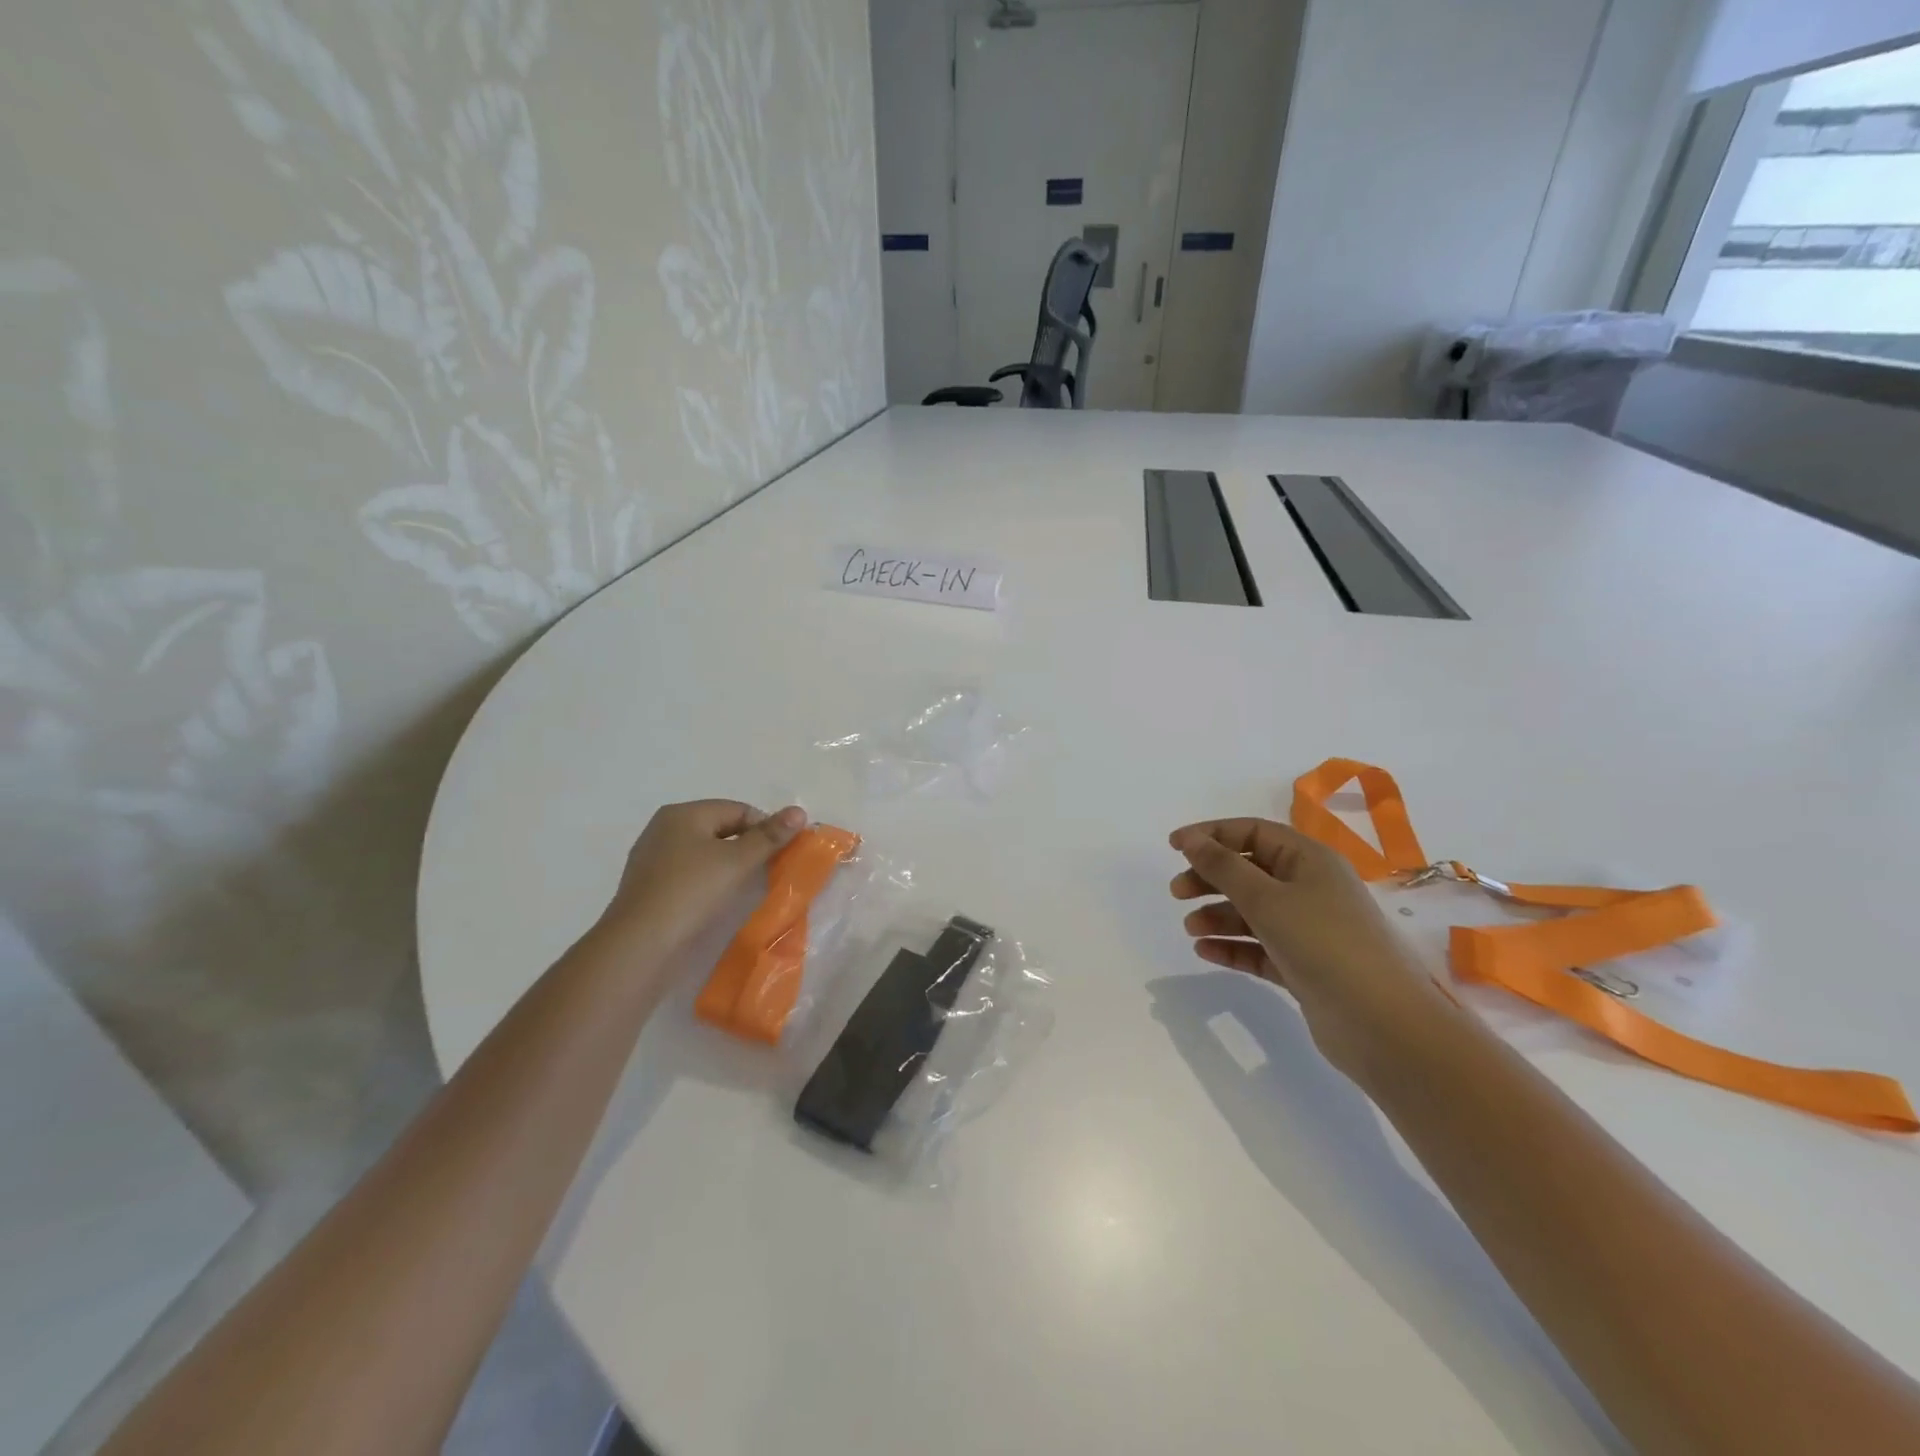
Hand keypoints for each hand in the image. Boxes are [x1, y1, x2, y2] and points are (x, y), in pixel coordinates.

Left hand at [595, 800, 807, 959]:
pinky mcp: (648, 887)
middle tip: (767, 871)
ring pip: (703, 853)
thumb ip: (769, 836)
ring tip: (744, 888)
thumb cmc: (691, 892)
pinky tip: (716, 901)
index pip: (738, 809)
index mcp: (683, 813)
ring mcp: (652, 858)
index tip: (781, 854)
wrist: (638, 945)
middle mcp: (663, 828)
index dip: (765, 828)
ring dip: (728, 866)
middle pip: (720, 829)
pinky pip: (688, 874)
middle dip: (747, 847)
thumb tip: (799, 811)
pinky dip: (707, 882)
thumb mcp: (737, 861)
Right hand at [1169, 818, 1448, 1085]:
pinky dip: (1232, 946)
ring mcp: (1308, 929)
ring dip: (1218, 914)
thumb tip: (1192, 840)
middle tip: (1177, 893)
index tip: (1173, 847)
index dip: (1211, 835)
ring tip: (1191, 929)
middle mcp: (1310, 888)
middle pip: (1249, 871)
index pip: (1253, 833)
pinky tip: (1204, 951)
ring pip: (1252, 911)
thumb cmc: (1324, 944)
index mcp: (1309, 860)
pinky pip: (1259, 947)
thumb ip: (1224, 867)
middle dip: (1210, 877)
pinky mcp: (1304, 966)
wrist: (1384, 1025)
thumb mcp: (1267, 898)